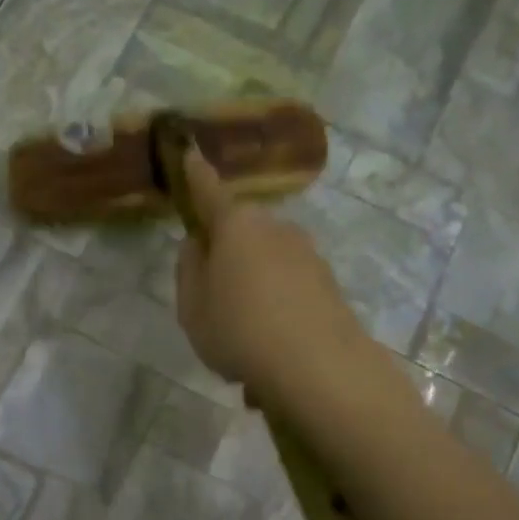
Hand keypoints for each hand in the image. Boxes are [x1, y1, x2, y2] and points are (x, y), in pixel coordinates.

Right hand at [174, 148, 366, 392]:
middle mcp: (276, 229)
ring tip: (243, 342)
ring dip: (254, 291)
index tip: (190, 152)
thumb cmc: (239, 330)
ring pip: (267, 266)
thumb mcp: (192, 307)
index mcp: (235, 227)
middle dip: (228, 257)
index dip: (196, 175)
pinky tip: (270, 352)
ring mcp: (308, 255)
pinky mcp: (329, 285)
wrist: (317, 366)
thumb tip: (198, 244)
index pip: (209, 192)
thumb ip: (189, 270)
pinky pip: (289, 292)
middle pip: (242, 234)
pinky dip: (276, 312)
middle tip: (213, 302)